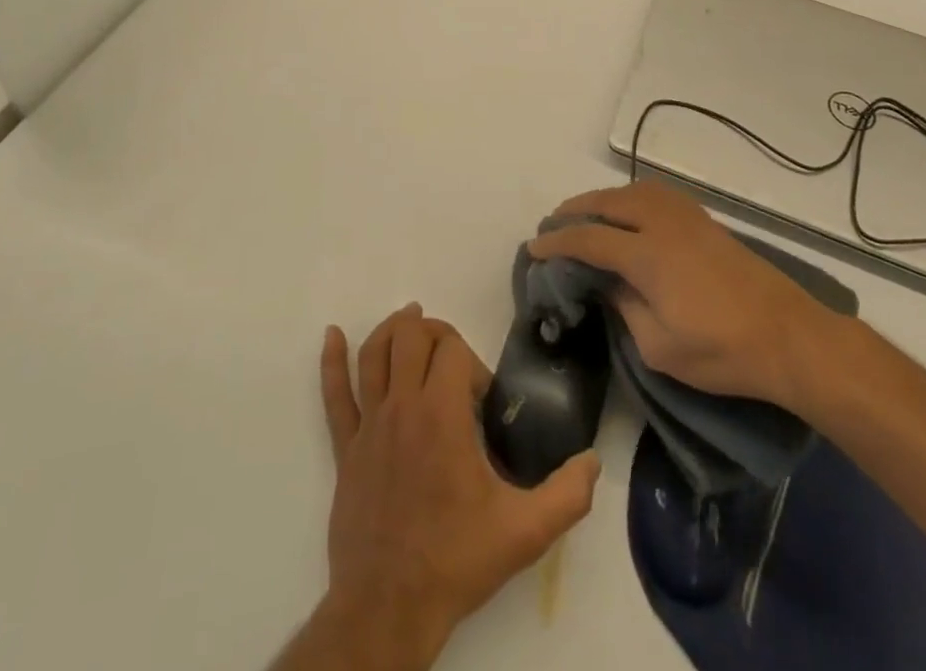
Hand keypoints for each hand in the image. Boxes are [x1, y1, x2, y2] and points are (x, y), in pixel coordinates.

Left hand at [312, 305, 599, 669]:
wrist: (389, 606)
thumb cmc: (456, 560)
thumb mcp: (524, 533)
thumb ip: (567, 495)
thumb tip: (593, 461)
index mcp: (441, 415)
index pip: (452, 349)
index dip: (472, 363)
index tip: (482, 402)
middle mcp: (402, 406)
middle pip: (411, 336)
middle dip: (434, 333)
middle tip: (452, 356)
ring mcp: (369, 424)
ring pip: (374, 353)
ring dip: (391, 330)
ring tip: (408, 319)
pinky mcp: (347, 447)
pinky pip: (334, 395)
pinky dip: (331, 361)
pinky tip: (331, 336)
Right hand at [527, 182, 841, 408]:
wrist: (790, 337)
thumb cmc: (722, 352)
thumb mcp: (660, 348)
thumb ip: (625, 309)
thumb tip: (609, 285)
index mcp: (646, 255)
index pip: (588, 239)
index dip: (557, 242)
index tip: (534, 247)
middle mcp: (662, 224)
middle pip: (608, 203)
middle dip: (576, 209)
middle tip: (554, 223)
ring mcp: (687, 218)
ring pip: (633, 192)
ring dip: (604, 199)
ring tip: (587, 213)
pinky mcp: (705, 222)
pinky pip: (656, 195)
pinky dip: (631, 197)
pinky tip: (630, 212)